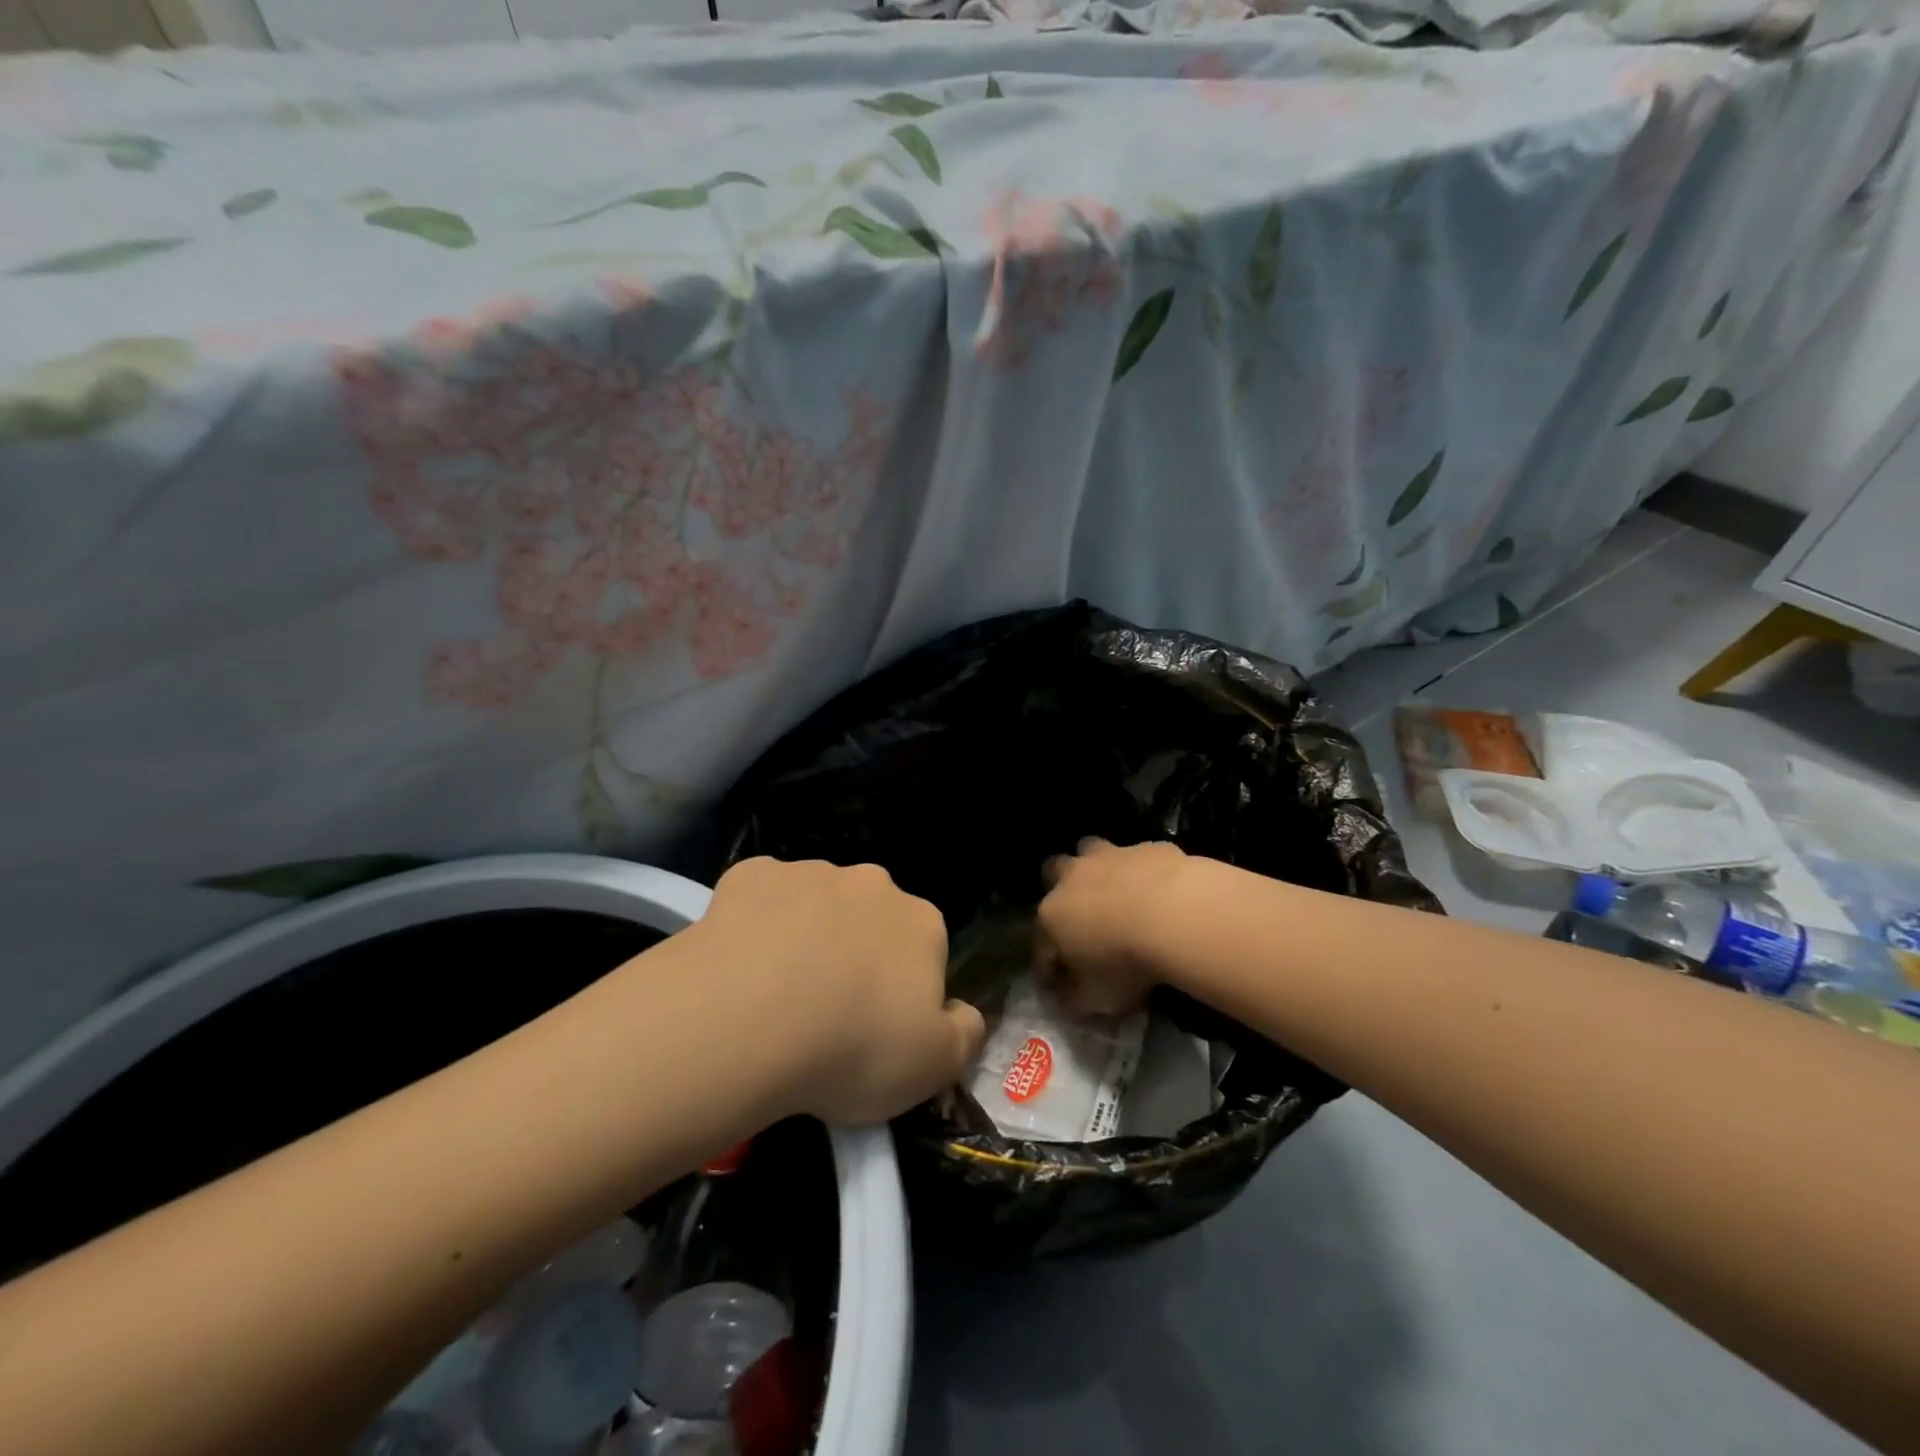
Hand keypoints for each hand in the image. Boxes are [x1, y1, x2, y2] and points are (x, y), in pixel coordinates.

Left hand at [688, 857, 984, 1125]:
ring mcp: (810, 873)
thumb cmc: (853, 1047)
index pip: (925, 950)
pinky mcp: (751, 875)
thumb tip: (963, 1013)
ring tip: (774, 994)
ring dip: (807, 935)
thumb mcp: (934, 1067)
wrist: (747, 1020)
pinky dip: (756, 922)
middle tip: (826, 1012)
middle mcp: (872, 884)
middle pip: (871, 919)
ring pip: (816, 904)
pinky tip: (739, 961)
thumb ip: (964, 1033)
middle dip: (856, 952)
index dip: (903, 990)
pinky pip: (762, 896)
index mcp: (921, 923)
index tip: (876, 1028)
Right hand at [1038, 838, 1191, 1014]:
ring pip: (1089, 848)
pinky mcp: (1147, 848)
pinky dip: (1144, 869)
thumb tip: (1070, 1001)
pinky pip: (1139, 856)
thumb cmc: (1126, 962)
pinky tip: (1160, 886)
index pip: (1041, 944)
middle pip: (1052, 872)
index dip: (1049, 965)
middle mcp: (1072, 878)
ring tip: (1117, 888)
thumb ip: (1079, 1000)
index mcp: (1052, 916)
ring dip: (1097, 866)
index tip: (1062, 983)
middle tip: (1082, 913)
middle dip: (1061, 888)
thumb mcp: (1099, 998)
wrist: (1175, 915)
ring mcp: (1109, 856)